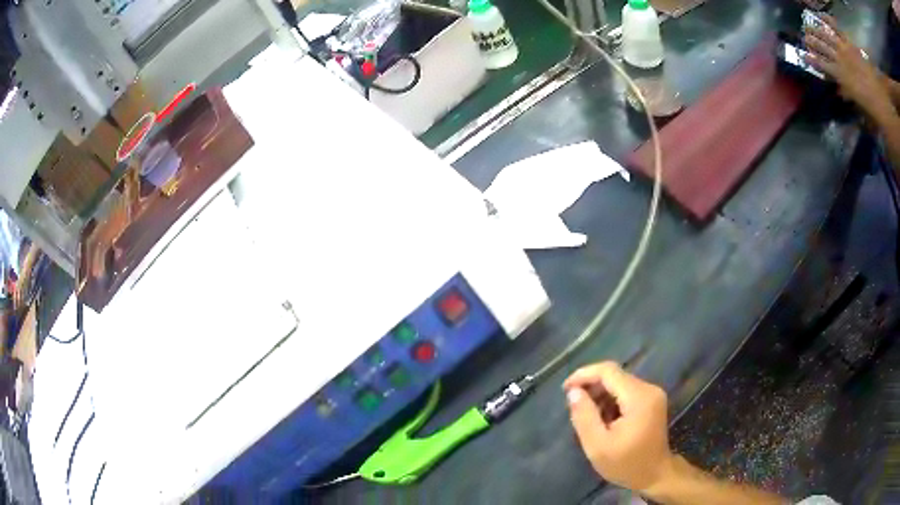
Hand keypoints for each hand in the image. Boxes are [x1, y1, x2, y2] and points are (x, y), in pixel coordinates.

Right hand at [563, 361, 672, 491]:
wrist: (655, 475)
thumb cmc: (626, 464)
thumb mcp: (598, 446)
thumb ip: (584, 416)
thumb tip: (573, 392)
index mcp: (638, 397)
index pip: (608, 371)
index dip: (584, 375)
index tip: (565, 389)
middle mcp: (648, 389)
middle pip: (615, 376)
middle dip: (591, 387)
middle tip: (573, 406)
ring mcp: (652, 394)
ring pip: (619, 383)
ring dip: (600, 395)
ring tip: (587, 416)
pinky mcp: (651, 401)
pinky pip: (626, 391)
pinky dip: (611, 400)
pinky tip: (602, 418)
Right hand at [803, 16, 891, 112]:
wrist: (877, 93)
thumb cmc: (868, 103)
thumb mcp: (857, 104)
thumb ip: (845, 95)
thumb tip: (837, 91)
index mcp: (839, 75)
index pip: (820, 64)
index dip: (810, 58)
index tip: (801, 55)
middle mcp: (836, 57)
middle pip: (820, 44)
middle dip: (810, 40)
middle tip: (802, 38)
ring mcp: (842, 46)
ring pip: (825, 33)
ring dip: (815, 29)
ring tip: (806, 26)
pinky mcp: (847, 41)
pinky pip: (835, 26)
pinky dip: (827, 19)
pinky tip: (820, 16)